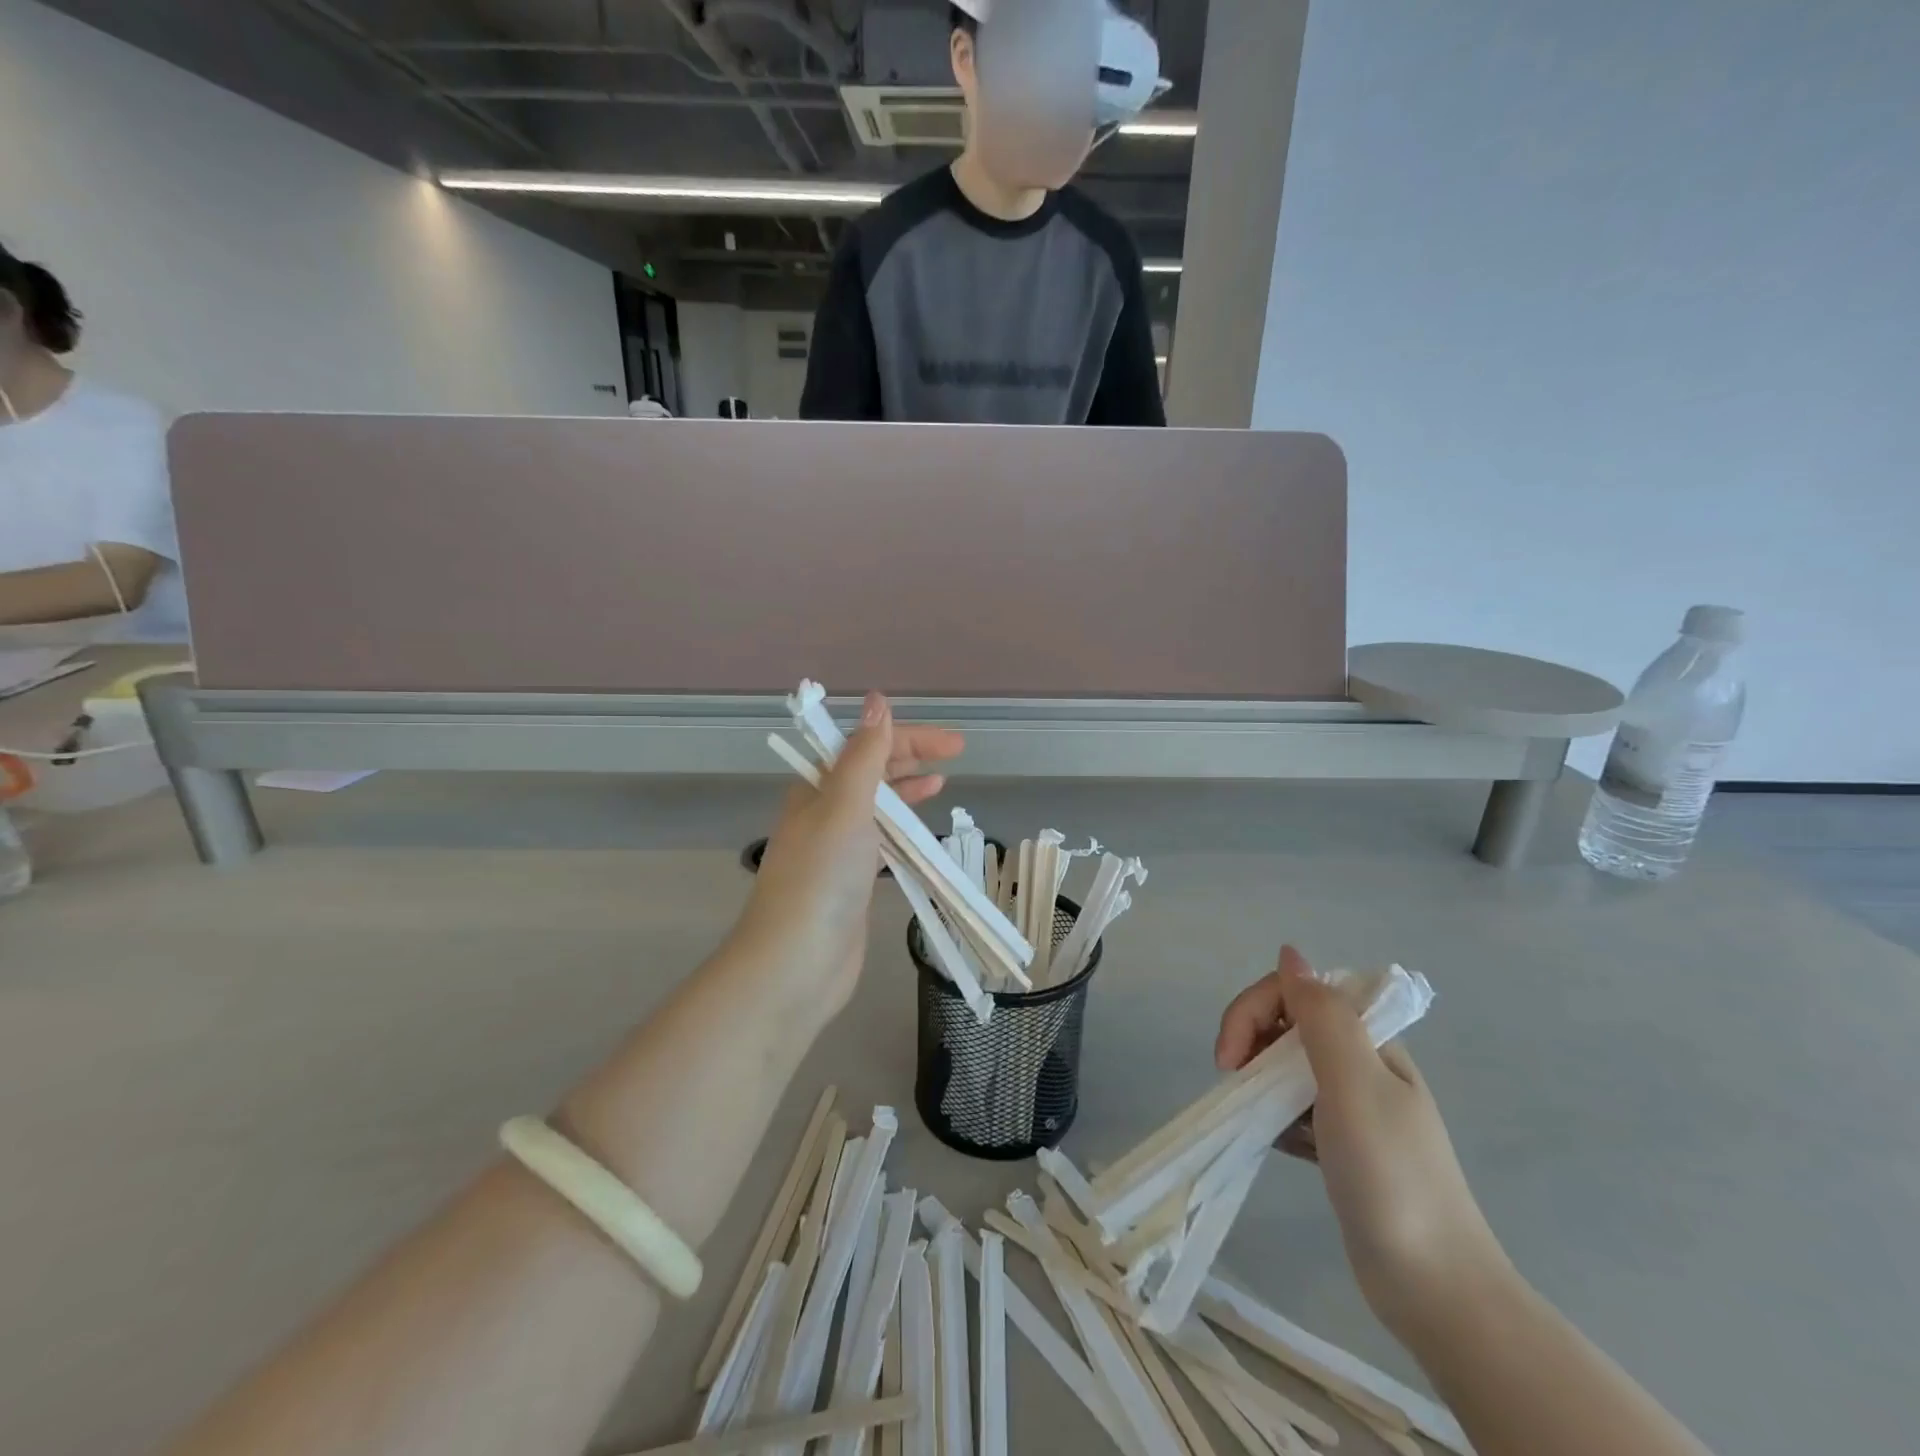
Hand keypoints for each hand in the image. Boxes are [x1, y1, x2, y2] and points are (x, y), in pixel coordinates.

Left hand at [730, 692, 963, 1020]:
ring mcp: (837, 848)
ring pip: (877, 806)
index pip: (866, 746)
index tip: (952, 743)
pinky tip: (920, 831)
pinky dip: (903, 829)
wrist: (795, 963)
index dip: (908, 737)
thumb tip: (878, 701)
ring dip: (906, 790)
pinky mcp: (850, 881)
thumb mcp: (845, 806)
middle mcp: (824, 812)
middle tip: (956, 754)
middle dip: (911, 757)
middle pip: (872, 771)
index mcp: (817, 788)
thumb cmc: (820, 878)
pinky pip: (881, 840)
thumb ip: (865, 755)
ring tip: (940, 783)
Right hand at [1215, 947, 1512, 1341]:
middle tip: (1231, 1080)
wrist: (1436, 1288)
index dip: (1254, 1010)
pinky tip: (1273, 1142)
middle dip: (1250, 1042)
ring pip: (1286, 1066)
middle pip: (1287, 1024)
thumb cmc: (1391, 1176)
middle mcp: (1362, 1064)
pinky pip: (1293, 1109)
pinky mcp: (1342, 1144)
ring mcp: (1353, 1106)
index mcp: (1370, 1042)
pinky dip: (1274, 1118)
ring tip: (1253, 1116)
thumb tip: (1290, 953)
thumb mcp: (1354, 1084)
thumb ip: (1321, 1016)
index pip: (1297, 992)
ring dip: (1259, 1081)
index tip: (1229, 1058)